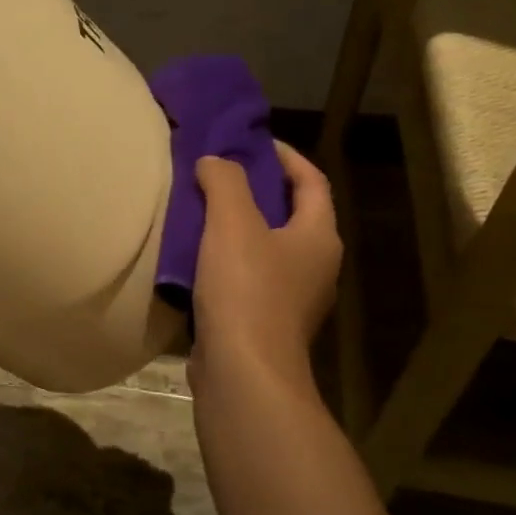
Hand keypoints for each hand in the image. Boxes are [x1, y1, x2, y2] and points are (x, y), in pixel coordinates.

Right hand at [189, 143, 341, 398]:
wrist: (243, 371)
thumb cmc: (246, 289)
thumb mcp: (233, 222)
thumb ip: (224, 182)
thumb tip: (214, 161)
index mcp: (319, 237)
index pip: (312, 181)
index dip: (286, 157)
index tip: (253, 142)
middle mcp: (315, 267)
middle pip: (292, 215)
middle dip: (259, 191)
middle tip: (220, 174)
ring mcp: (293, 299)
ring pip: (268, 249)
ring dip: (240, 228)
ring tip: (202, 212)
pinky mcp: (265, 323)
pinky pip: (249, 278)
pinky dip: (227, 261)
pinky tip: (196, 259)